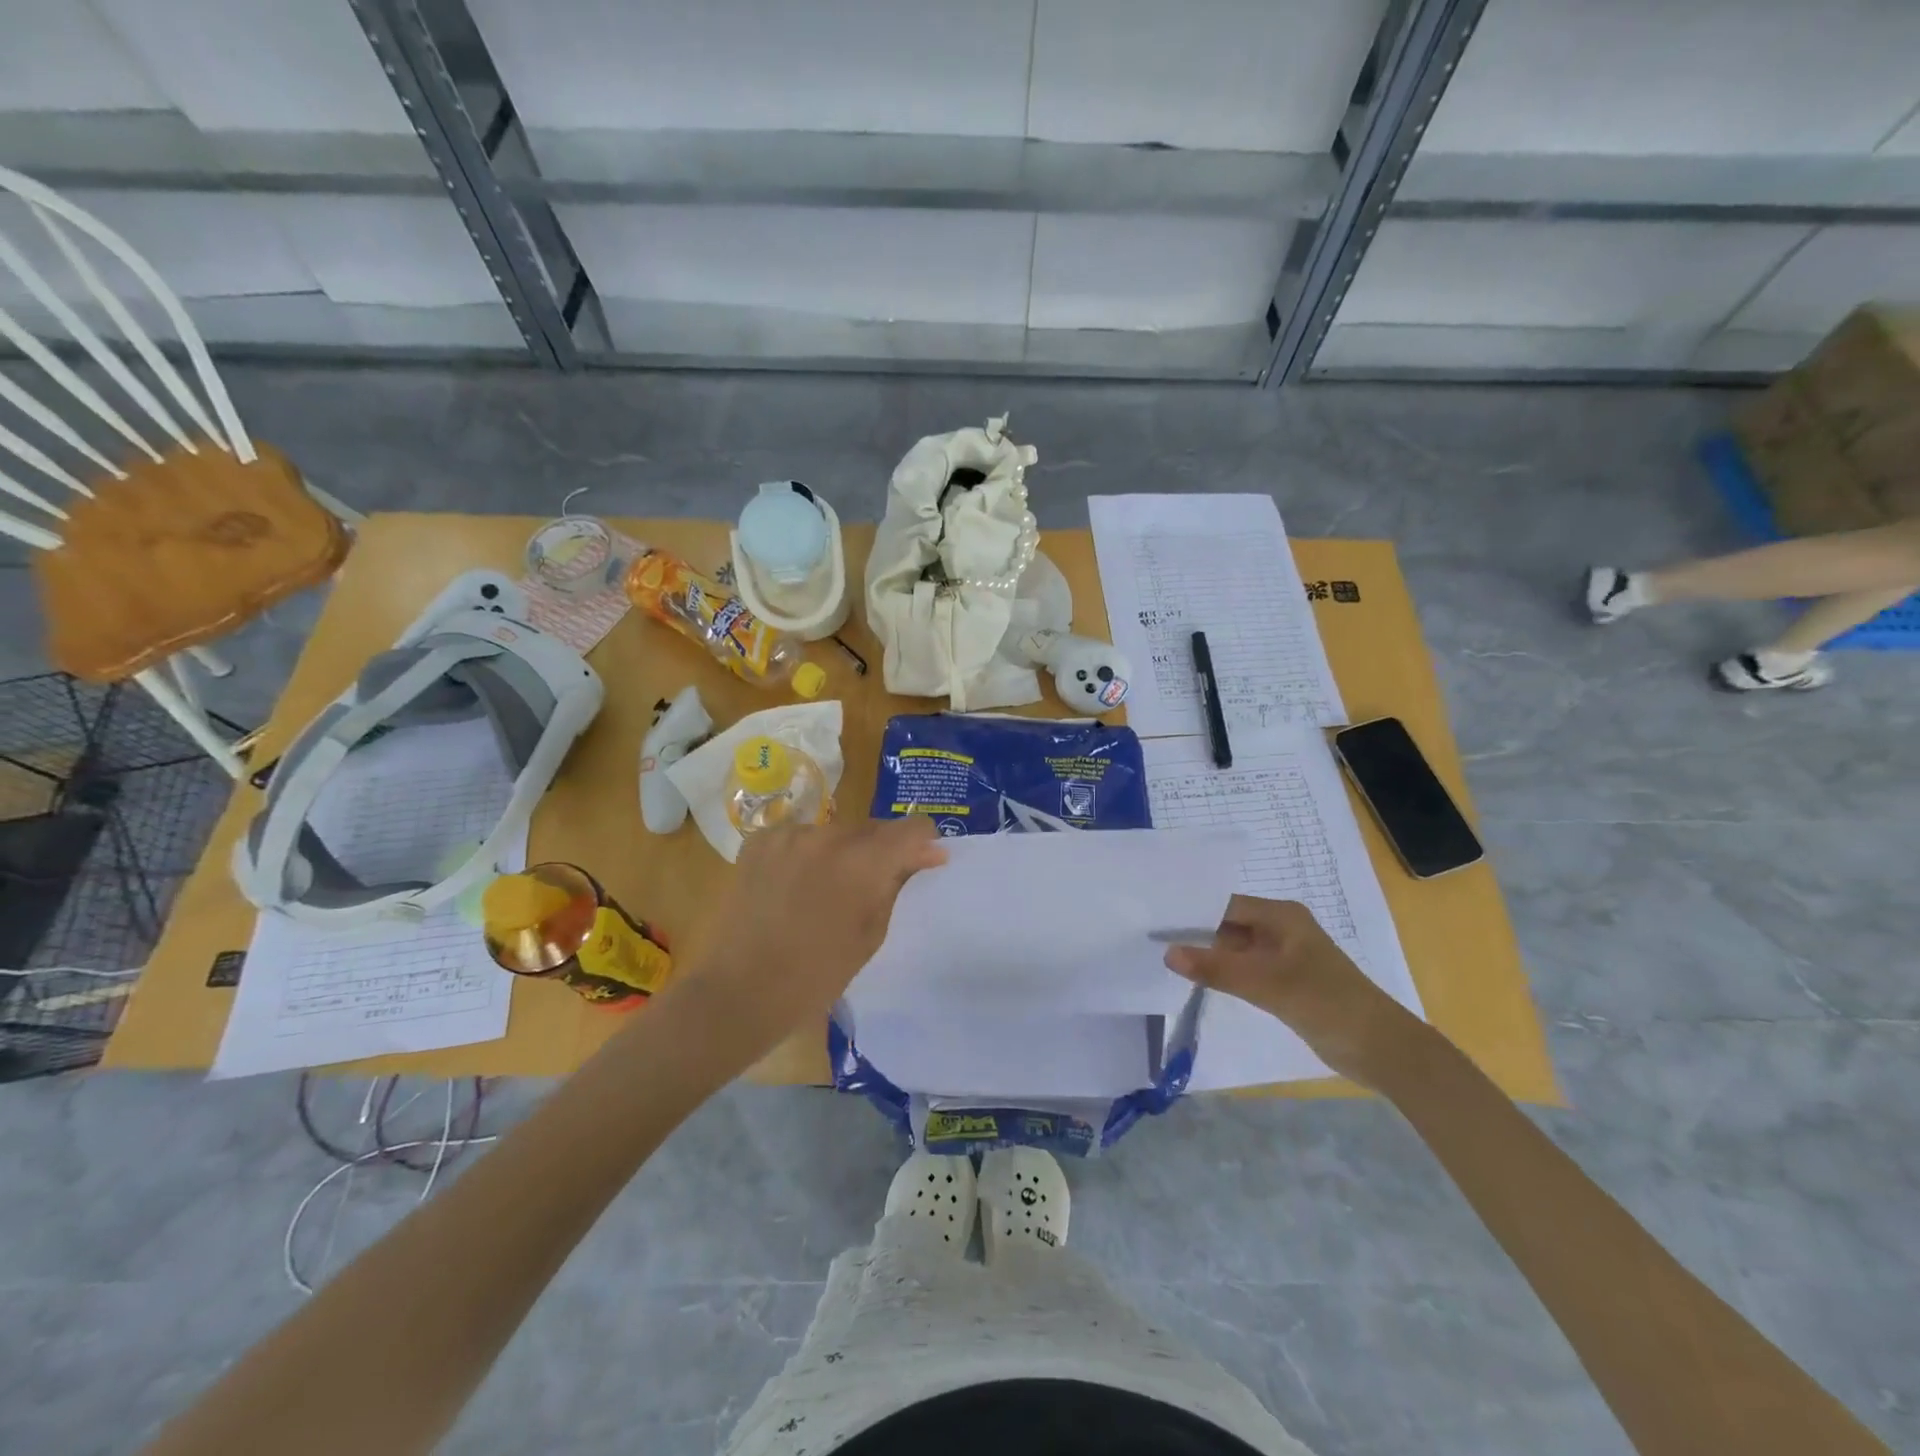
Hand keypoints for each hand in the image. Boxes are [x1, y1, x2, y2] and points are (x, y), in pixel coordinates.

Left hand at [671, 816, 947, 1067]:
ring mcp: (789, 834)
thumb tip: (924, 855)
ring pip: (836, 833)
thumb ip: (896, 886)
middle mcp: (829, 834)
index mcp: (864, 860)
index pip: (914, 828)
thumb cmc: (815, 976)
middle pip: (873, 829)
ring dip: (842, 853)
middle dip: (881, 852)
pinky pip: (800, 838)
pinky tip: (794, 887)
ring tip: (826, 893)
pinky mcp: (760, 840)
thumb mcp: (871, 935)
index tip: (920, 866)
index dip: (923, 845)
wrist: (739, 992)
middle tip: (871, 889)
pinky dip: (806, 855)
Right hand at [1163, 895, 1424, 1087]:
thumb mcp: (1267, 985)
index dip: (1191, 914)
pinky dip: (1225, 976)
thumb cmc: (1327, 1003)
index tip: (1155, 925)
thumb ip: (1217, 969)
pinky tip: (1199, 984)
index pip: (1225, 905)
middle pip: (1228, 925)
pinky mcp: (1285, 982)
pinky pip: (1245, 971)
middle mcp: (1280, 929)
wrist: (1382, 1049)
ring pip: (1235, 950)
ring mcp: (1283, 956)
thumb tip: (1167, 954)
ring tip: (1166, 963)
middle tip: (1152, 944)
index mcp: (1281, 916)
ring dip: (1209, 958)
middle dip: (1196, 936)